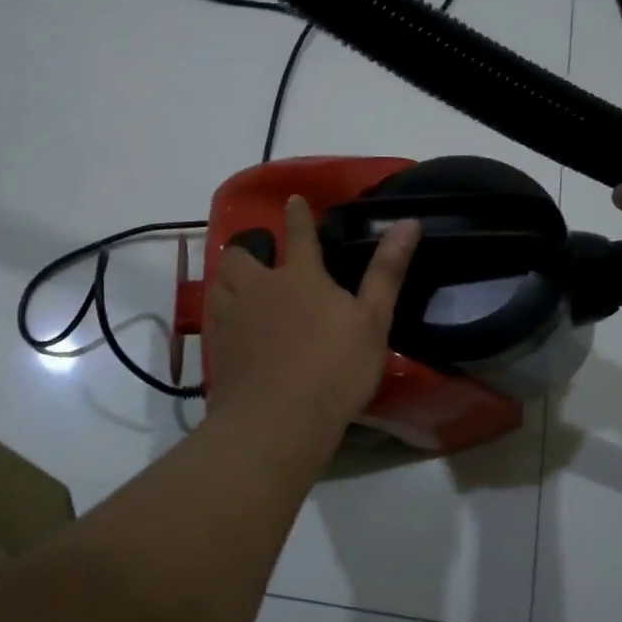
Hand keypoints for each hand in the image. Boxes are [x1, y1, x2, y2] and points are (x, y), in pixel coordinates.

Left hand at [205, 195, 420, 448]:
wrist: (276, 422)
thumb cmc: (334, 370)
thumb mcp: (373, 322)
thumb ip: (387, 271)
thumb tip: (408, 222)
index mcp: (300, 276)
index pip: (300, 234)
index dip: (298, 215)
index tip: (293, 200)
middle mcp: (259, 288)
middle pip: (241, 255)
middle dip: (249, 251)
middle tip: (261, 263)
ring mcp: (231, 317)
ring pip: (220, 283)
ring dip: (231, 280)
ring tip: (244, 290)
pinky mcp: (216, 348)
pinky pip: (213, 316)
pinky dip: (223, 313)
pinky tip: (235, 329)